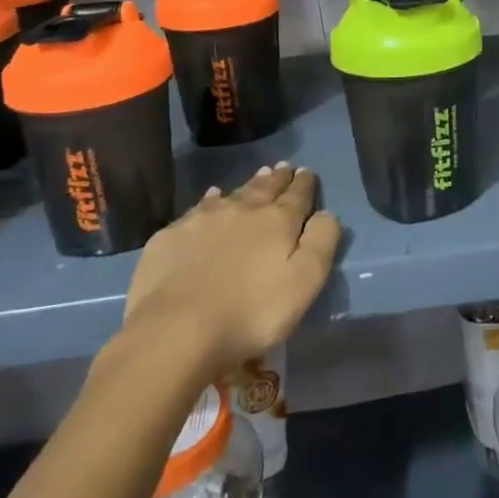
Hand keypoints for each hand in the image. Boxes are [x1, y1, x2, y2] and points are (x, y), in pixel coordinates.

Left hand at [118, 164, 341, 384]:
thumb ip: (321, 243)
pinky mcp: (172, 235)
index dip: (304, 184)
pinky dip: (210, 200)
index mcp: (277, 221)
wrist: (176, 330)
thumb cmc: (251, 312)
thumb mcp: (304, 283)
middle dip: (278, 179)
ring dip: (248, 186)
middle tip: (284, 168)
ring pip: (232, 194)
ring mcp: (203, 220)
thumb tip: (326, 214)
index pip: (297, 195)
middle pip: (265, 189)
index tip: (307, 172)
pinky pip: (199, 208)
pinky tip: (212, 198)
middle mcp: (242, 210)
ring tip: (257, 177)